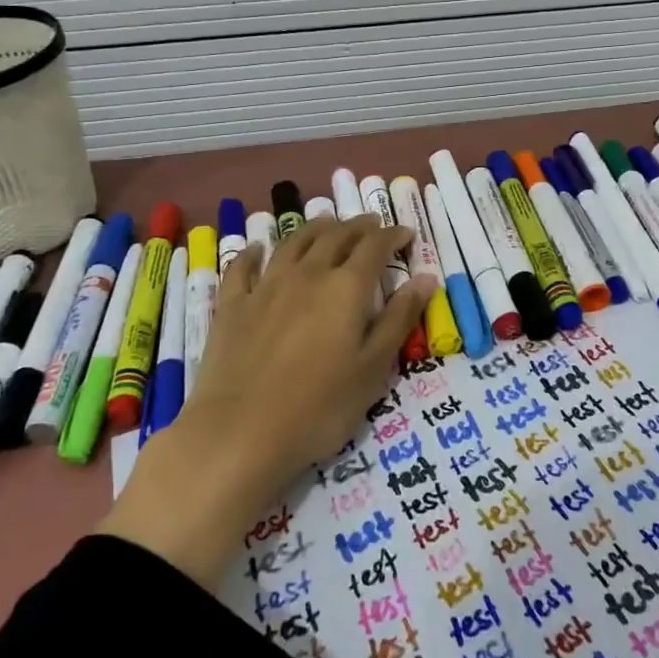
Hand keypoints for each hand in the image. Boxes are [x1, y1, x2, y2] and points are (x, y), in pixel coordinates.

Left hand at [100, 216, 434, 586]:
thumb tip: (426, 278)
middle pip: (335, 236)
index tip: (406, 234)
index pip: (375, 246)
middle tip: (372, 225)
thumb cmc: (319, 408)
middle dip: (358, 226)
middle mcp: (308, 274)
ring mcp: (266, 287)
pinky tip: (257, 249)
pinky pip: (243, 268)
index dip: (393, 235)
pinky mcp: (232, 306)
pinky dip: (253, 253)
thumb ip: (399, 319)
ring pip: (294, 243)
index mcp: (346, 288)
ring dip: (315, 228)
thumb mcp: (373, 369)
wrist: (239, 433)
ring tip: (328, 224)